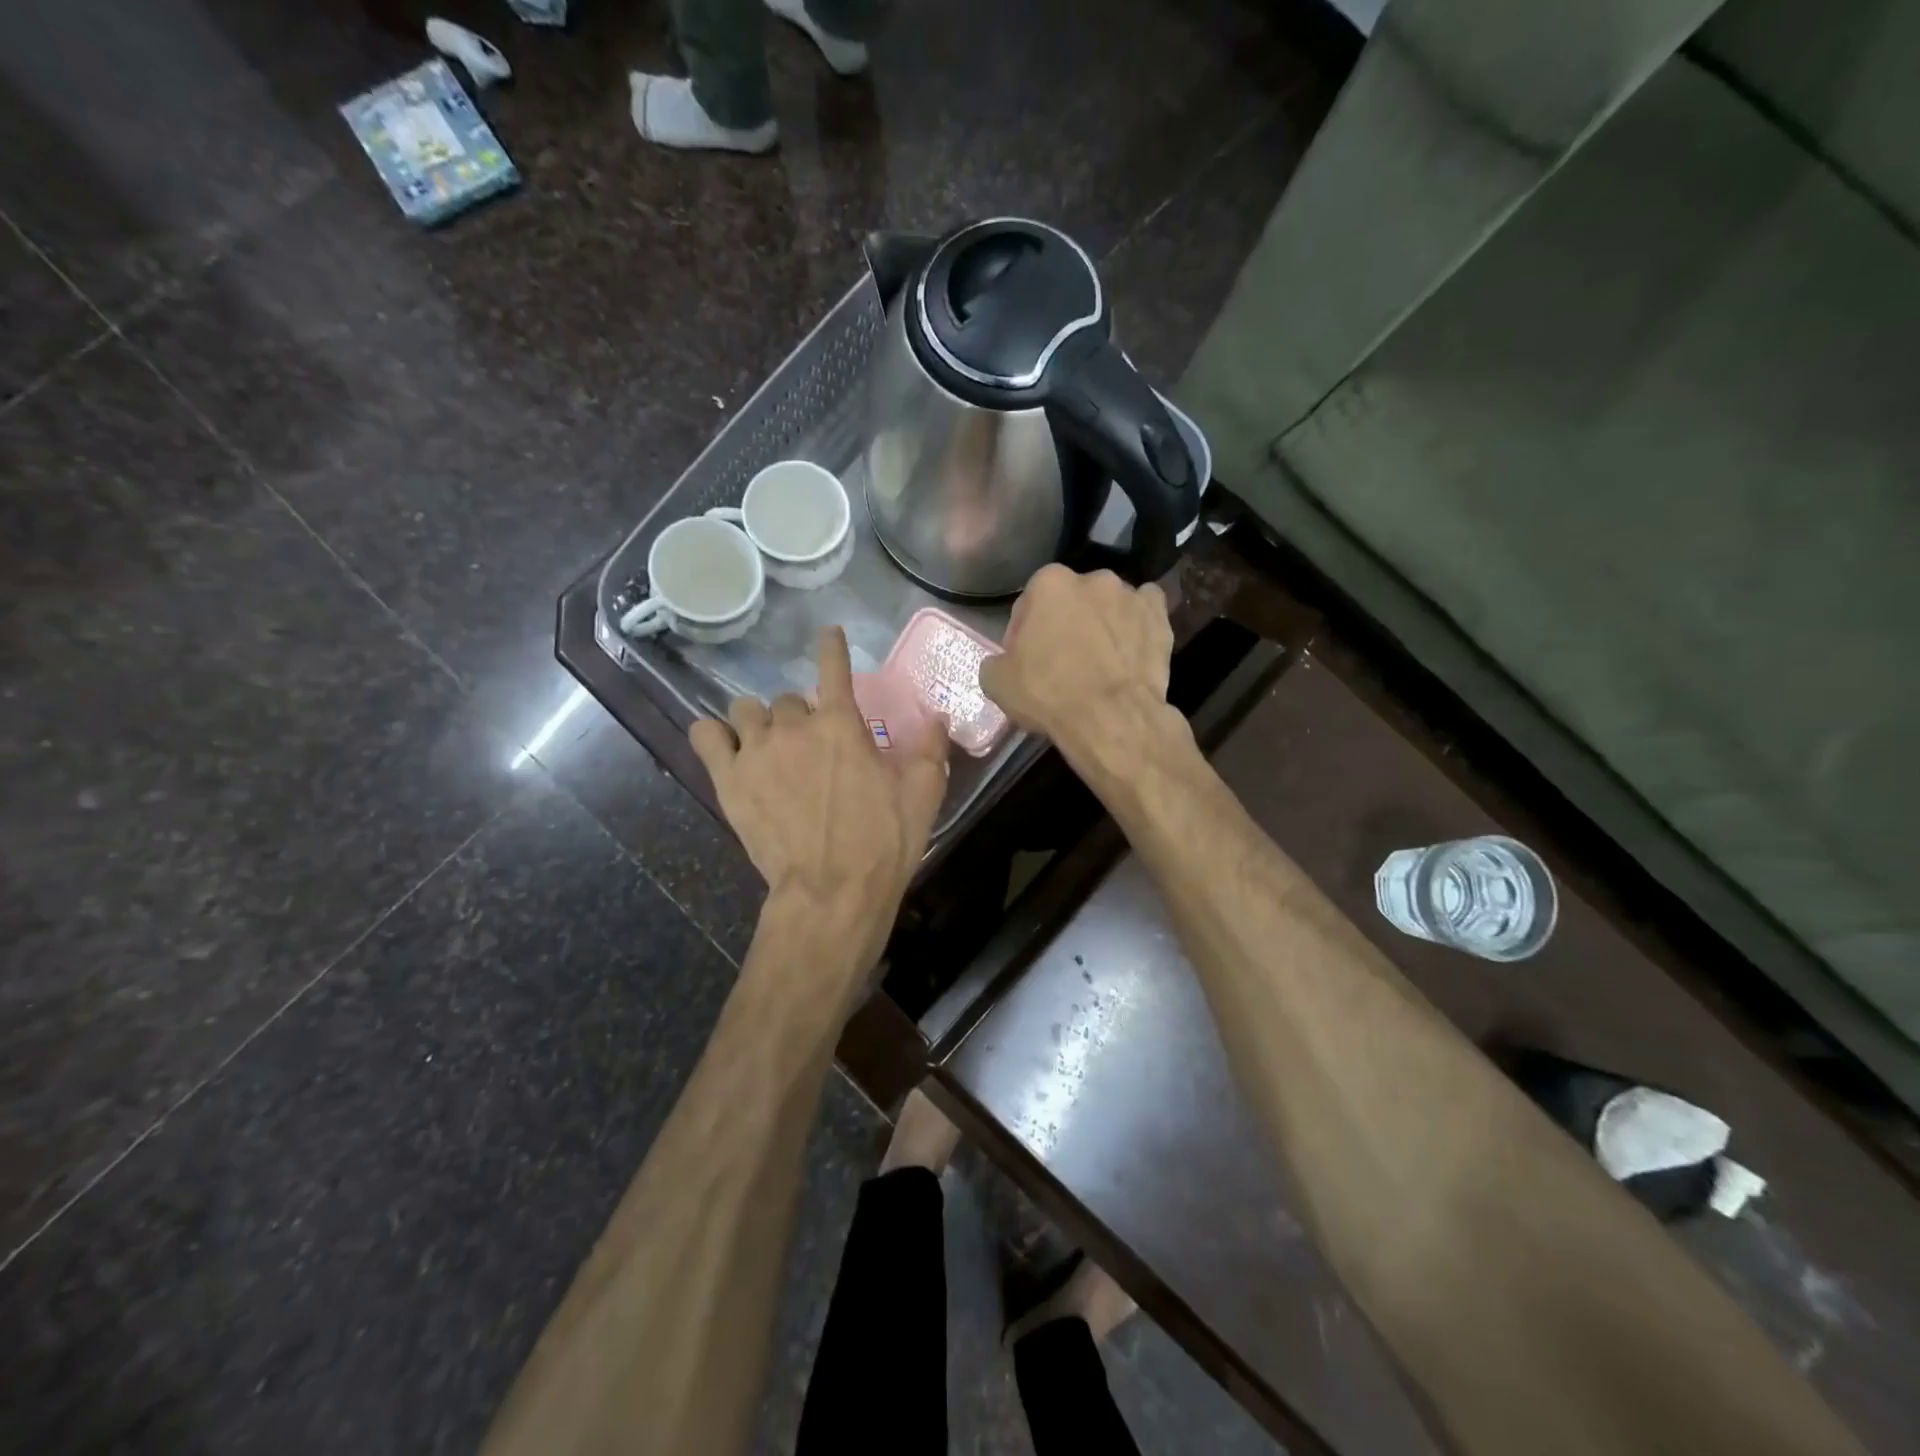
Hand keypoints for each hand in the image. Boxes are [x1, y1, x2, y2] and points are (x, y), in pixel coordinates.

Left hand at [690, 628, 948, 982]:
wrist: (832, 890)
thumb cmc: (883, 841)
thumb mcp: (923, 792)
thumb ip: (931, 747)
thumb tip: (939, 717)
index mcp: (842, 723)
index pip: (834, 667)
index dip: (831, 646)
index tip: (828, 633)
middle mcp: (795, 726)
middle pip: (789, 699)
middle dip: (801, 716)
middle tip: (813, 747)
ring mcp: (757, 751)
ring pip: (747, 710)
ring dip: (760, 722)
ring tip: (769, 747)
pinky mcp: (728, 780)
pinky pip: (706, 735)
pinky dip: (715, 735)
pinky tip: (727, 748)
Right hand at [979, 565, 1178, 771]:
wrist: (1111, 718)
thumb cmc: (1048, 694)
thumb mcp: (996, 682)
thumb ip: (997, 660)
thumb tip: (1004, 662)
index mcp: (1048, 583)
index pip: (1028, 604)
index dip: (1023, 634)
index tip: (1025, 661)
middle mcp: (1092, 578)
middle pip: (1071, 600)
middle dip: (1065, 623)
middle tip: (1062, 661)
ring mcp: (1130, 595)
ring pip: (1109, 605)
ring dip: (1101, 623)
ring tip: (1100, 660)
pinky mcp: (1160, 617)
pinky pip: (1145, 613)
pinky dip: (1137, 625)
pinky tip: (1130, 648)